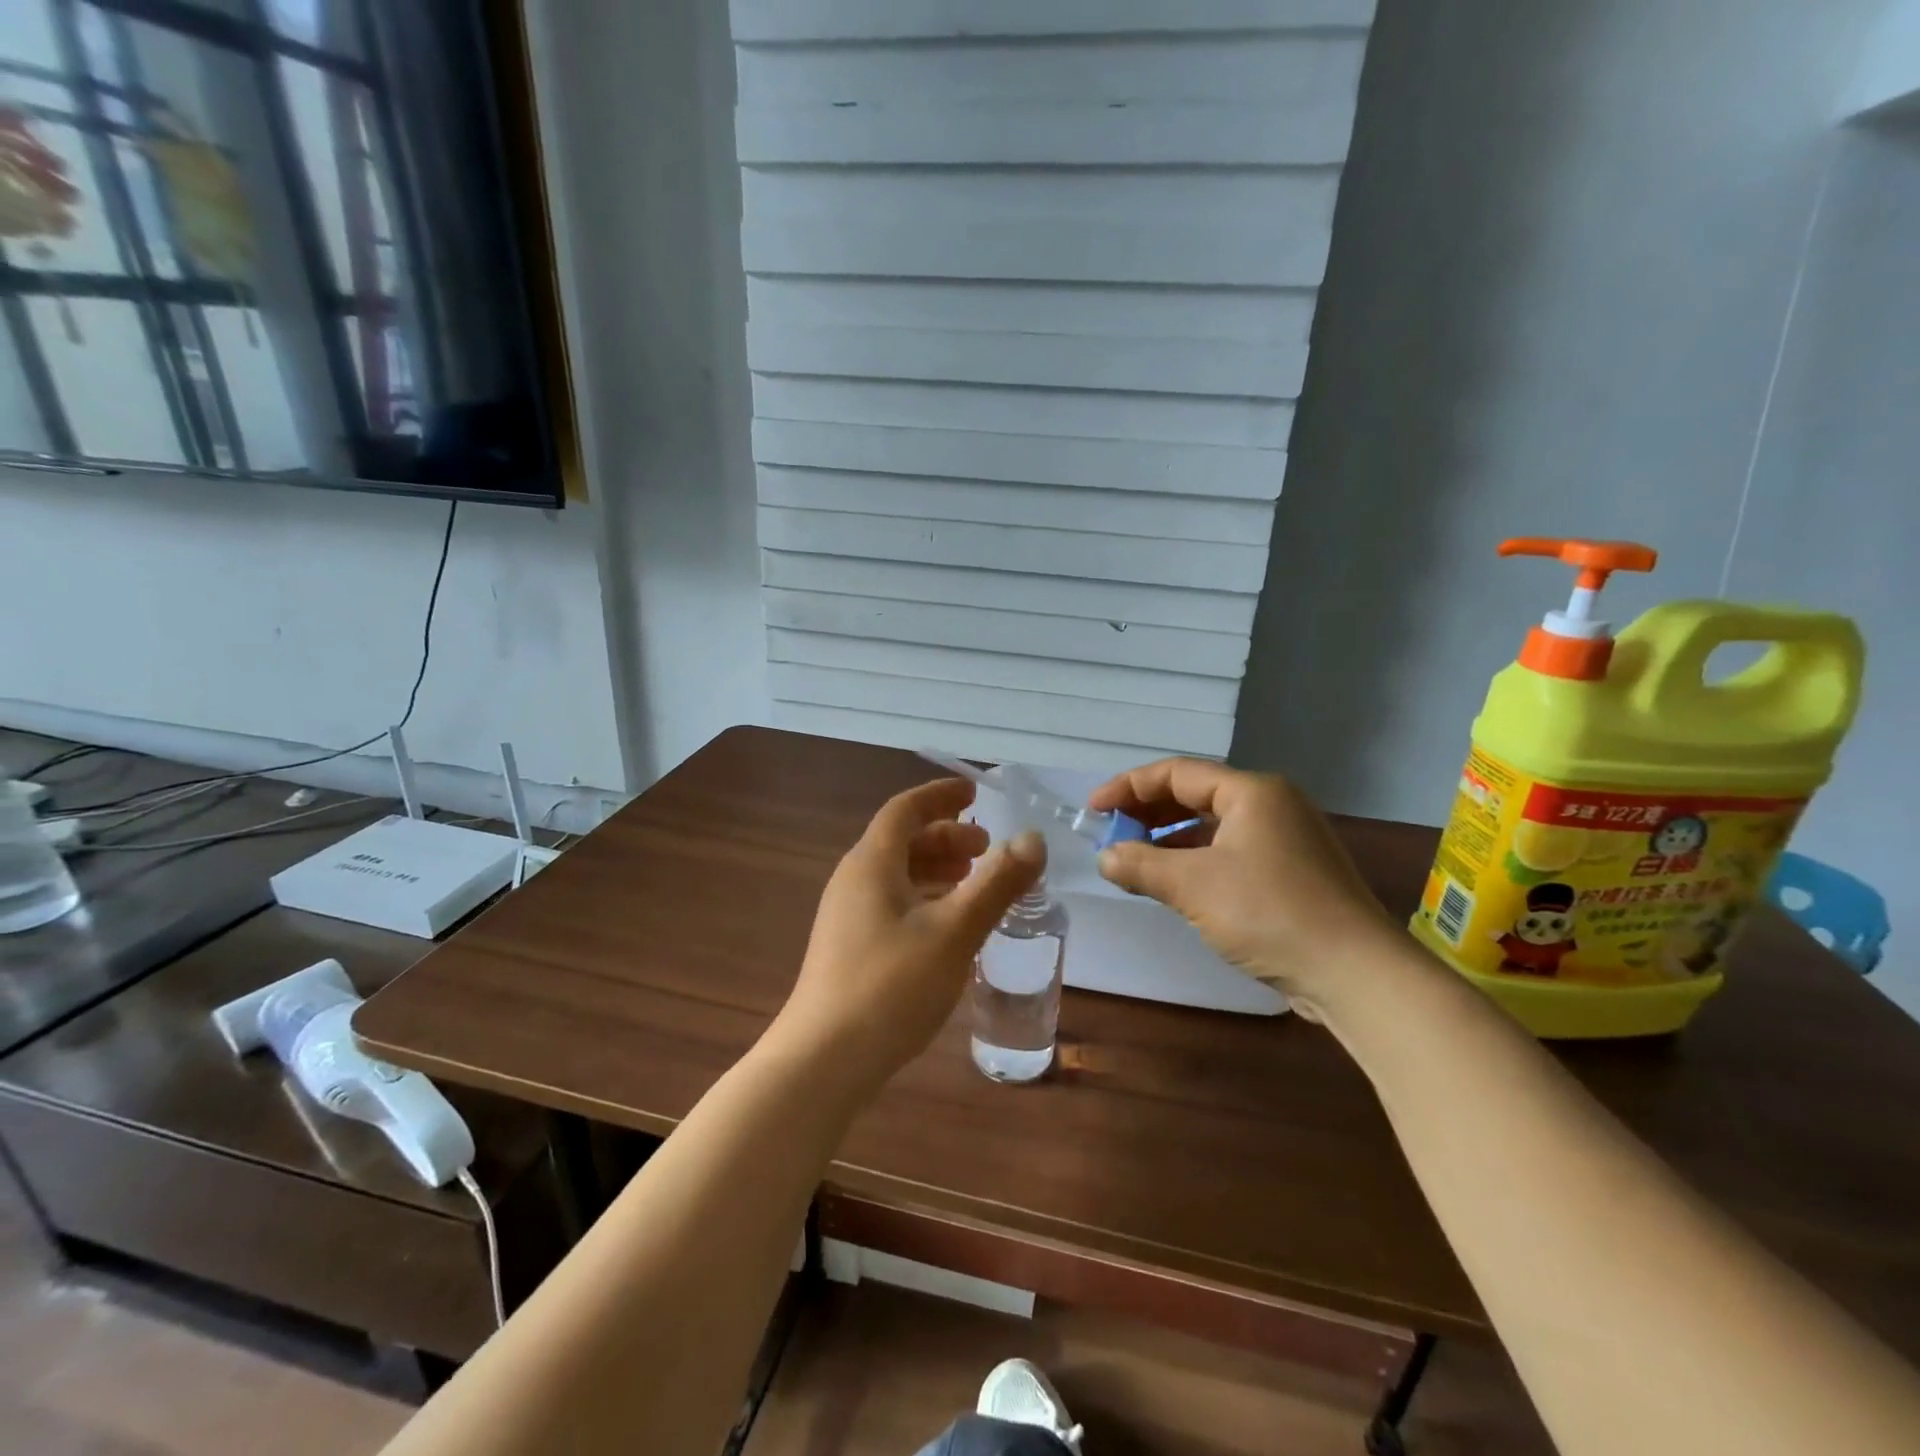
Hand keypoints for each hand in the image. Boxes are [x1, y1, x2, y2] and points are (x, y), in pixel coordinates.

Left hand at [773, 777, 1044, 1093]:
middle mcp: (854, 880)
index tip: (975, 792)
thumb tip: (1033, 839)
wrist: (823, 1060)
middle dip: (946, 836)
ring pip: (897, 874)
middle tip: (987, 848)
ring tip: (974, 880)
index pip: (905, 809)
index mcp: (872, 863)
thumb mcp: (955, 932)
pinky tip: (948, 924)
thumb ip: (997, 884)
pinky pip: (892, 901)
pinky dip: (924, 897)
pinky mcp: (849, 947)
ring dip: (937, 868)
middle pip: (901, 840)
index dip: (940, 795)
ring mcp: (847, 915)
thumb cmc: (891, 986)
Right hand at [1089, 759, 1400, 1018]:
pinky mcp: (1293, 872)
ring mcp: (1286, 838)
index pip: (1177, 773)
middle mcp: (1272, 804)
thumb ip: (1142, 865)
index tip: (1093, 809)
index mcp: (1251, 792)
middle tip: (1111, 832)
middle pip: (1196, 795)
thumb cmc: (1270, 914)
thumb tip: (1105, 857)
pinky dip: (1197, 860)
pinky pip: (1231, 851)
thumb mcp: (1194, 886)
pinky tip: (1175, 883)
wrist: (1356, 974)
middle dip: (1148, 812)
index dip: (1129, 787)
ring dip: (1170, 839)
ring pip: (1214, 826)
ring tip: (1135, 858)